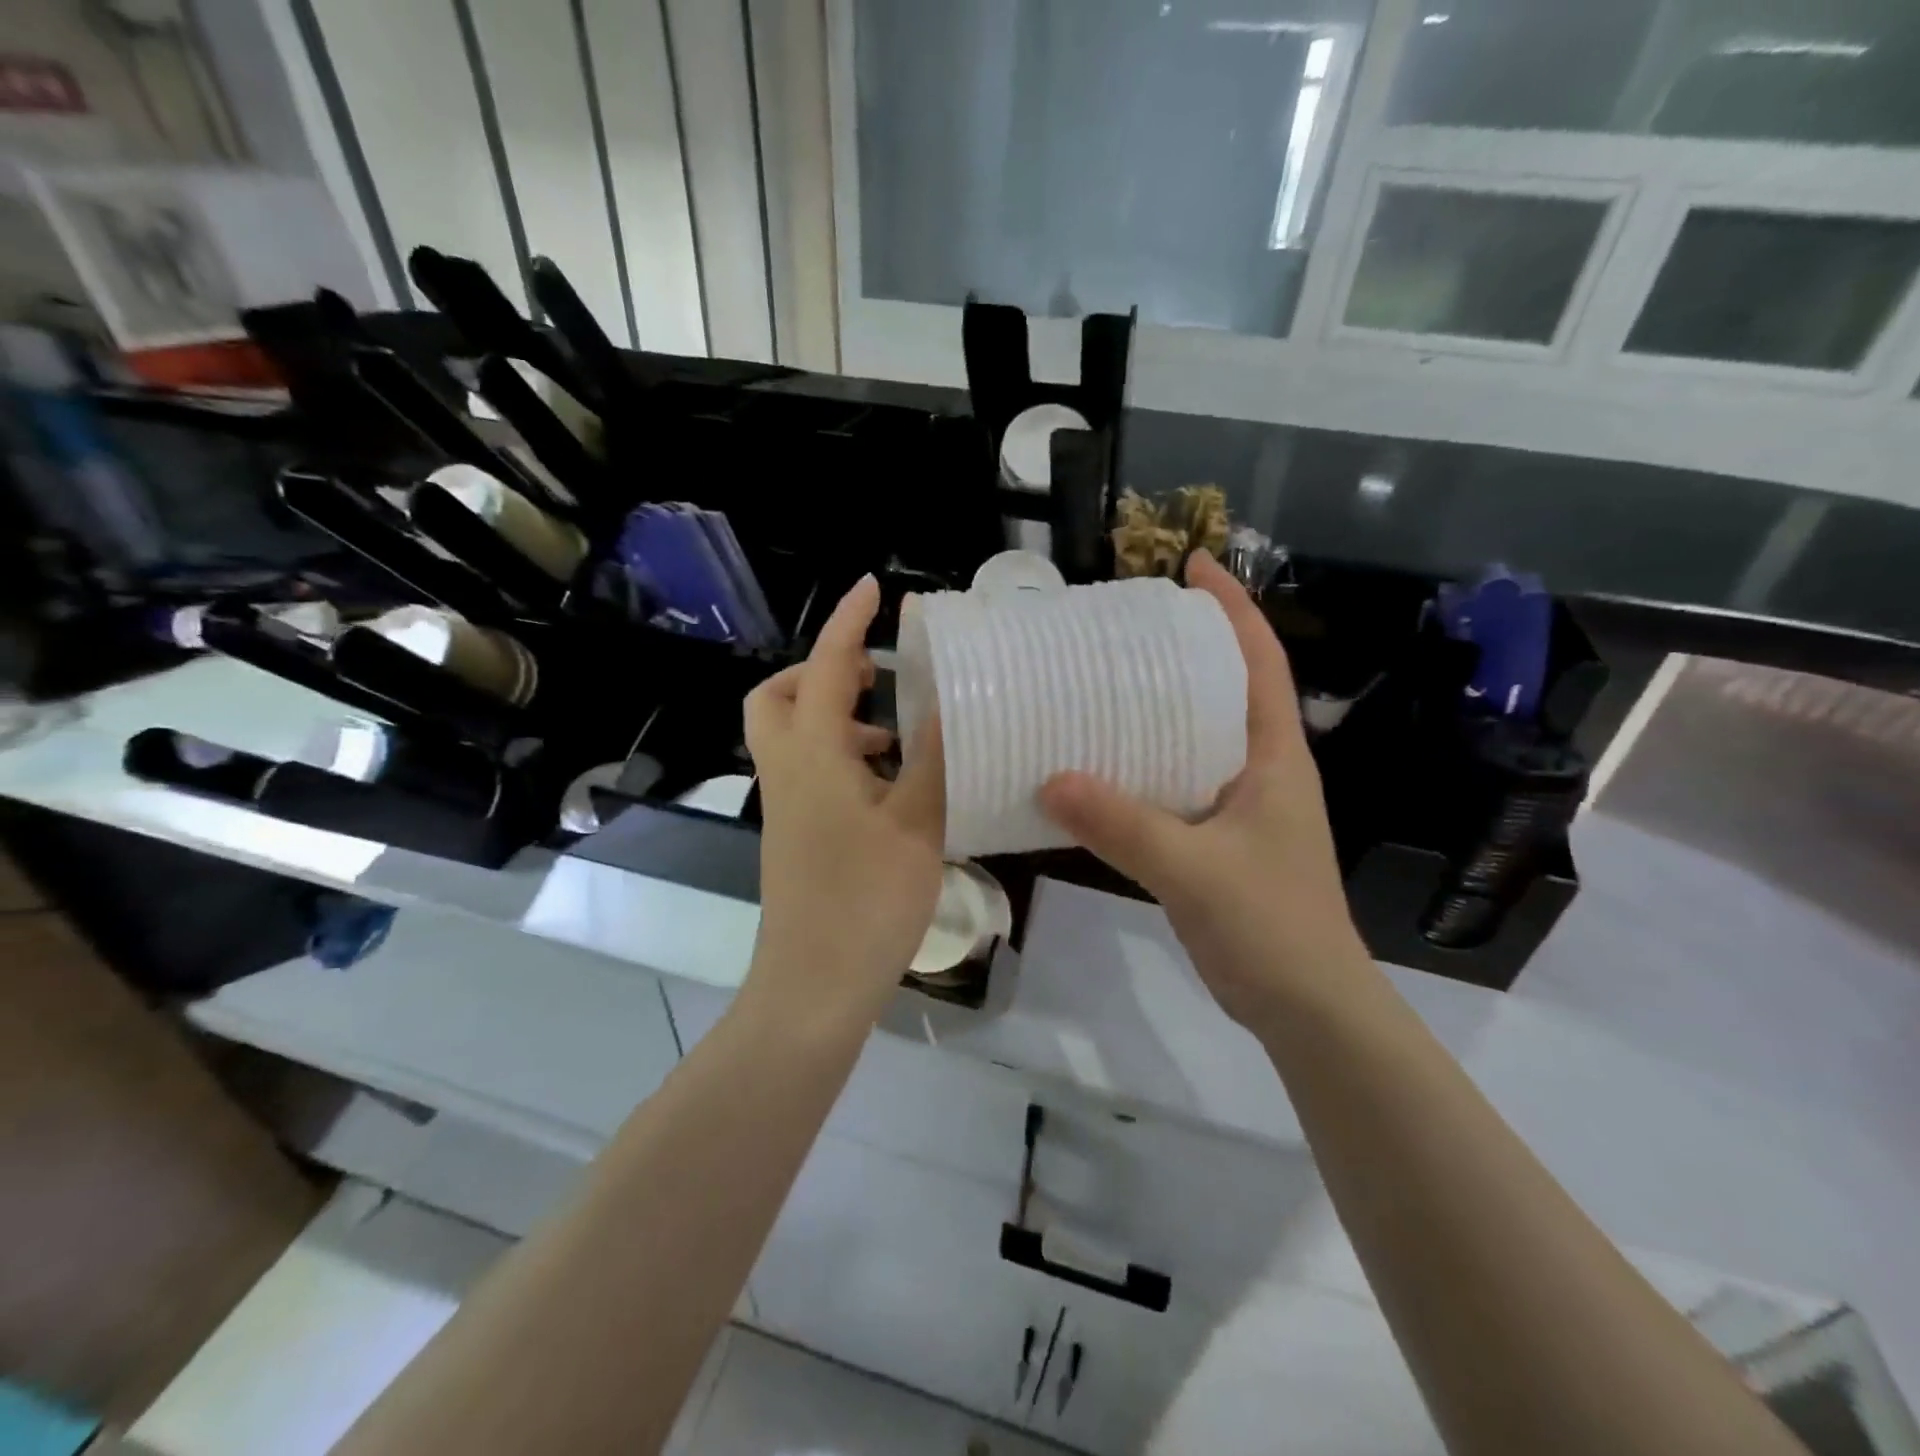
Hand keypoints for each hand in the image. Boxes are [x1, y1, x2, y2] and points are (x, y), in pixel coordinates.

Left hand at [743, 575, 944, 1024]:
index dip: (849, 623)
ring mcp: (786, 804)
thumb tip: (946, 704)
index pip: (825, 668)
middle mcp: (787, 770)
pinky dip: (839, 753)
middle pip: (779, 696)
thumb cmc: (867, 901)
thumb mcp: (916, 824)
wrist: (814, 985)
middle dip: (821, 670)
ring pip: (792, 734)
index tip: (875, 588)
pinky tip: (887, 782)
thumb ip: (932, 759)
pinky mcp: (794, 832)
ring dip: (834, 714)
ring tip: (892, 730)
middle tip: (874, 676)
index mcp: (812, 755)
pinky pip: (807, 768)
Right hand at [1039, 552, 1368, 1028]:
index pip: (1259, 661)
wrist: (1307, 1007)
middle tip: (1123, 626)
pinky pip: (1177, 782)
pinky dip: (1143, 764)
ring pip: (1197, 737)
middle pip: (1225, 689)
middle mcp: (1261, 770)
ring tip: (1102, 683)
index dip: (1232, 607)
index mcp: (1275, 757)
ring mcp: (1241, 806)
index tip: (1193, 564)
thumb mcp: (1194, 870)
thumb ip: (1123, 825)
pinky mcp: (1219, 839)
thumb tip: (1049, 779)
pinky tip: (1100, 767)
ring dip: (1159, 707)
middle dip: (1185, 648)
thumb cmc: (1270, 927)